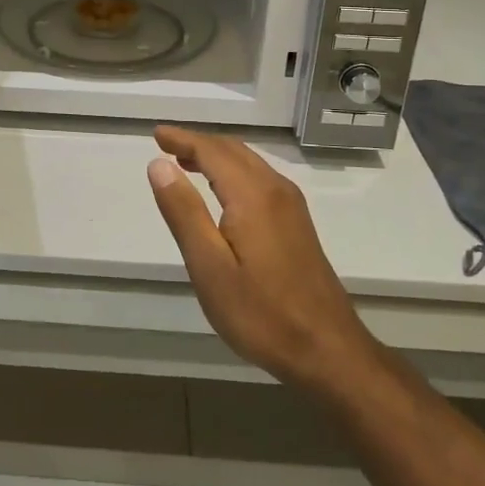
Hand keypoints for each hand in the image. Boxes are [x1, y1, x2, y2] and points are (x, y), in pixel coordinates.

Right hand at [148, 125, 377, 396]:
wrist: (328, 351)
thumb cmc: (261, 313)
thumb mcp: (210, 268)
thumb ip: (184, 212)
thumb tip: (159, 165)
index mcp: (252, 195)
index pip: (212, 151)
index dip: (183, 139)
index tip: (156, 135)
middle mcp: (276, 190)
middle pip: (233, 151)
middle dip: (198, 143)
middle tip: (166, 145)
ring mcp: (291, 206)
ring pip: (249, 163)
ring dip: (216, 156)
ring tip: (185, 162)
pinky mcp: (297, 224)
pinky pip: (259, 179)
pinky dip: (233, 172)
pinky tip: (221, 191)